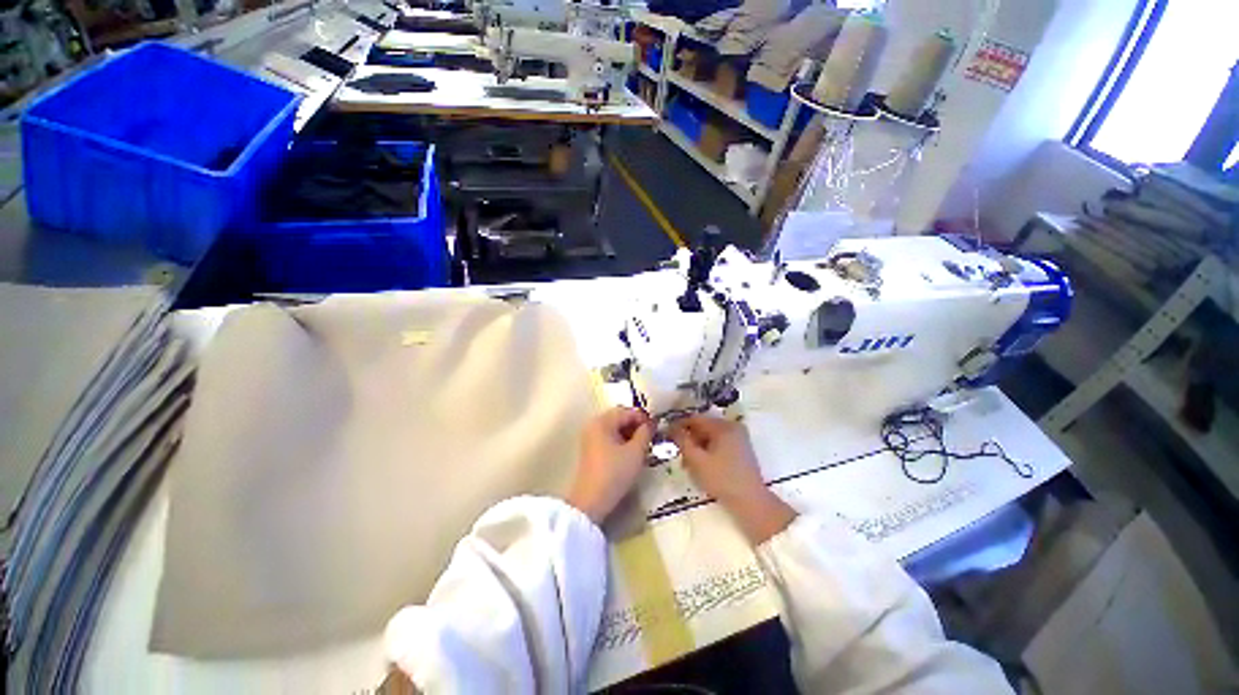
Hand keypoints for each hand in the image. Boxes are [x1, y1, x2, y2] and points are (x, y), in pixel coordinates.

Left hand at [567, 407, 653, 523]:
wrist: (591, 502)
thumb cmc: (614, 473)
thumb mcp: (636, 452)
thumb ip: (646, 433)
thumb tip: (652, 423)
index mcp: (602, 421)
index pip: (627, 411)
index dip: (644, 418)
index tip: (657, 429)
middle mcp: (594, 425)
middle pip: (620, 418)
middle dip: (637, 425)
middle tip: (651, 438)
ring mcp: (590, 437)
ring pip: (615, 428)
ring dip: (630, 434)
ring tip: (643, 447)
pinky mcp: (590, 450)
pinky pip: (609, 438)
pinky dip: (621, 441)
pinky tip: (630, 454)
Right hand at [669, 415, 795, 543]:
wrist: (751, 502)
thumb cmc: (722, 479)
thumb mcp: (697, 460)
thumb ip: (682, 441)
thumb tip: (671, 428)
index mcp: (723, 426)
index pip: (695, 418)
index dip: (679, 425)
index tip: (666, 434)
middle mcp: (733, 427)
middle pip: (703, 426)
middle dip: (689, 438)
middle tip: (677, 452)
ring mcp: (739, 438)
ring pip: (710, 436)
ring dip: (697, 446)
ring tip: (688, 463)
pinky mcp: (741, 449)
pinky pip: (719, 443)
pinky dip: (708, 450)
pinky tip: (701, 465)